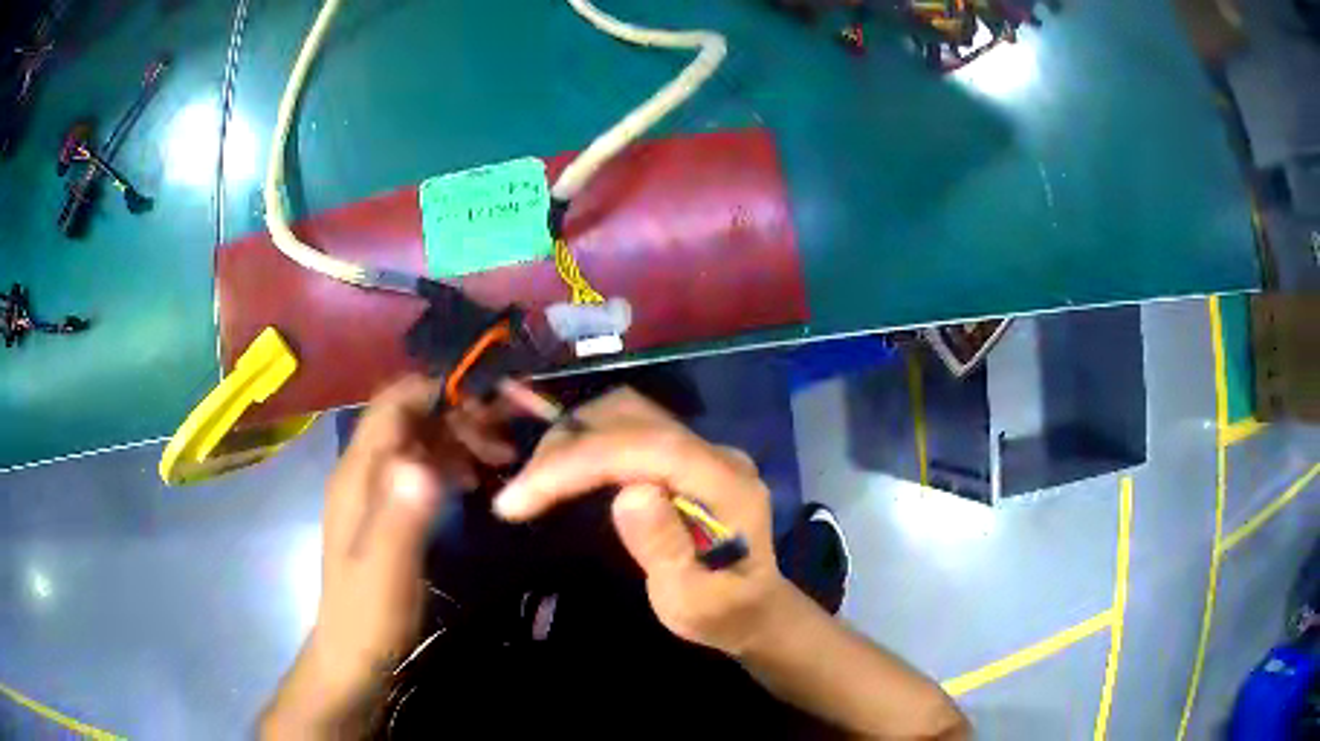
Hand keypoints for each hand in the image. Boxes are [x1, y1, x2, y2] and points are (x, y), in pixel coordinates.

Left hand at [261, 376, 514, 736]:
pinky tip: (473, 482)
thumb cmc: (369, 614)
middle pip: (408, 416)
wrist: (353, 654)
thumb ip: (400, 513)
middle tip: (505, 440)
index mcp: (357, 474)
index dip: (438, 390)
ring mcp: (371, 489)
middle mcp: (361, 470)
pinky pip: (418, 466)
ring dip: (456, 438)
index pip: (393, 403)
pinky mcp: (384, 509)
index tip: (490, 400)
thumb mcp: (388, 568)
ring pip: (416, 440)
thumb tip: (421, 461)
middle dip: (457, 415)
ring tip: (500, 459)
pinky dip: (448, 463)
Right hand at [493, 388, 791, 655]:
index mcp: (728, 486)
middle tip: (520, 494)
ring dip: (571, 441)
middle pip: (633, 419)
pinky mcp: (682, 456)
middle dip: (567, 448)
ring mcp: (700, 450)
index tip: (523, 494)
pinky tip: (561, 472)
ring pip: (626, 415)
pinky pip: (626, 430)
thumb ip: (667, 549)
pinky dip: (585, 444)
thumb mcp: (695, 603)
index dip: (581, 461)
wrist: (753, 610)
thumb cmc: (722, 615)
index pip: (650, 449)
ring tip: (534, 483)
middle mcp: (716, 454)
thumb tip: (629, 493)